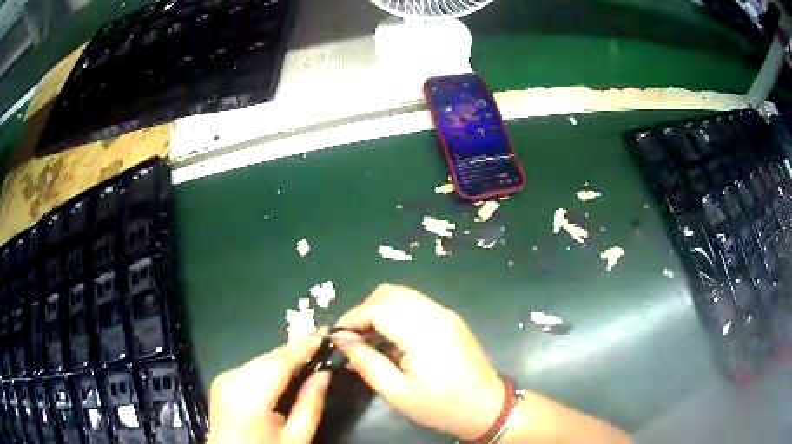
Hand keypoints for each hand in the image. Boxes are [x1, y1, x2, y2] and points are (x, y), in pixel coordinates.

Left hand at [208, 333, 330, 443]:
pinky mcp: (221, 381)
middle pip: (268, 357)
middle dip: (295, 350)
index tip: (324, 334)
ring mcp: (223, 379)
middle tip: (319, 341)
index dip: (303, 347)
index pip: (279, 362)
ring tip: (307, 353)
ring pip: (260, 359)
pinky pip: (251, 366)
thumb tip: (324, 374)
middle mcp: (231, 380)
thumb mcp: (296, 438)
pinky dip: (270, 366)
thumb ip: (310, 404)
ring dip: (284, 357)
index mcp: (249, 397)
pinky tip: (285, 369)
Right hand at [332, 284, 504, 440]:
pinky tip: (393, 338)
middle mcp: (436, 314)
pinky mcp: (451, 319)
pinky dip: (397, 313)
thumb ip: (367, 363)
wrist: (486, 406)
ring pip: (403, 295)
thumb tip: (342, 340)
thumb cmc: (440, 406)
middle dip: (364, 310)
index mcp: (423, 333)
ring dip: (380, 310)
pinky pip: (417, 304)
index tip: (338, 336)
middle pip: (389, 293)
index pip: (378, 308)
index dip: (352, 318)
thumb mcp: (397, 393)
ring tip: (370, 338)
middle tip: (354, 337)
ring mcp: (446, 314)